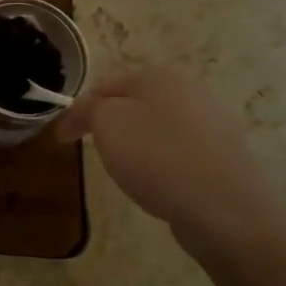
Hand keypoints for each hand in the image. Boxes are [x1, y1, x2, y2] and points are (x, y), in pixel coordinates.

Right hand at [55, 66, 285, 266]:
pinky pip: (180, 154)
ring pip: (157, 129)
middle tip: (91, 149)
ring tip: (124, 170)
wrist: (224, 209)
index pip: (104, 87)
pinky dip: (162, 164)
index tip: (61, 140)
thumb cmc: (157, 156)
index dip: (78, 112)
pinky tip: (158, 184)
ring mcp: (213, 125)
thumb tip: (88, 111)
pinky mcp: (225, 157)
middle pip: (134, 105)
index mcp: (159, 76)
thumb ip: (89, 109)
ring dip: (136, 144)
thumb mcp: (107, 123)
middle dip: (109, 124)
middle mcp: (190, 91)